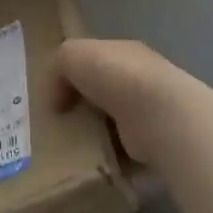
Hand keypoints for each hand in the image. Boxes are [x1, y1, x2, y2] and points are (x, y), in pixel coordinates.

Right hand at [54, 37, 195, 167]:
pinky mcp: (155, 142)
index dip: (73, 74)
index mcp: (124, 51)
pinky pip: (123, 149)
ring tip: (69, 144)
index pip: (95, 59)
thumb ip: (57, 69)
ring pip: (112, 121)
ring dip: (94, 133)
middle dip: (82, 105)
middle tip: (58, 121)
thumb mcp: (70, 54)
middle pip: (103, 91)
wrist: (158, 115)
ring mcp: (152, 111)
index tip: (54, 94)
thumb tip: (57, 100)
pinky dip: (108, 155)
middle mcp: (142, 78)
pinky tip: (90, 160)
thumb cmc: (115, 76)